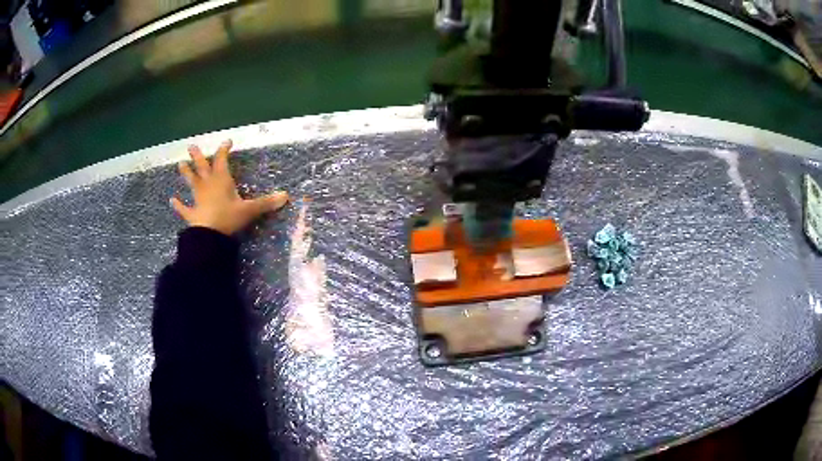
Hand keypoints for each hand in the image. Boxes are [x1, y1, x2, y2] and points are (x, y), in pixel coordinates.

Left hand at [170, 140, 287, 234]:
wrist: (210, 236)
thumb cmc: (228, 218)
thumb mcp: (250, 210)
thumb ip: (266, 203)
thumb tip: (286, 195)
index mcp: (222, 180)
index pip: (222, 160)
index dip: (224, 150)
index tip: (227, 141)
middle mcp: (208, 185)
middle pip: (202, 167)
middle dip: (198, 156)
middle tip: (191, 146)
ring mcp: (198, 199)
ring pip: (191, 182)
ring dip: (186, 173)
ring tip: (180, 164)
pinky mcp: (192, 214)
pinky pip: (184, 208)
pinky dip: (178, 205)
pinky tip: (172, 201)